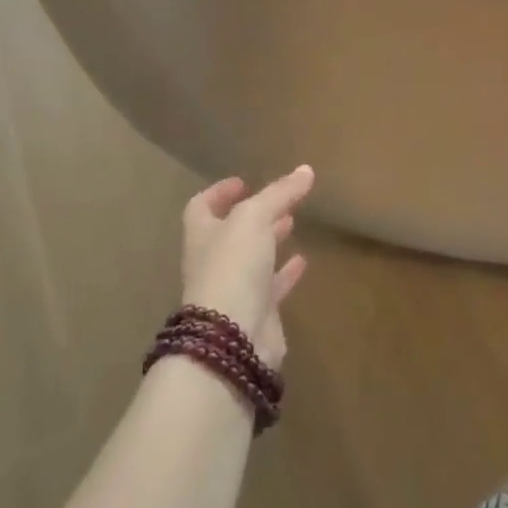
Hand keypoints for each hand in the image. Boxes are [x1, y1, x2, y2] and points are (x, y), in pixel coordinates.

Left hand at [182, 166, 312, 368]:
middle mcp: (214, 262)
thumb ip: (280, 192)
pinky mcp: (257, 314)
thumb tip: (306, 169)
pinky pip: (272, 287)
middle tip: (279, 201)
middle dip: (253, 216)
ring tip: (292, 222)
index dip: (219, 193)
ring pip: (252, 260)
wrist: (233, 338)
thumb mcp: (255, 218)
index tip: (242, 182)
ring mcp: (233, 290)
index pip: (201, 208)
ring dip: (270, 241)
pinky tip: (303, 261)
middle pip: (231, 234)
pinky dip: (286, 272)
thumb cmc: (233, 266)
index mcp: (202, 236)